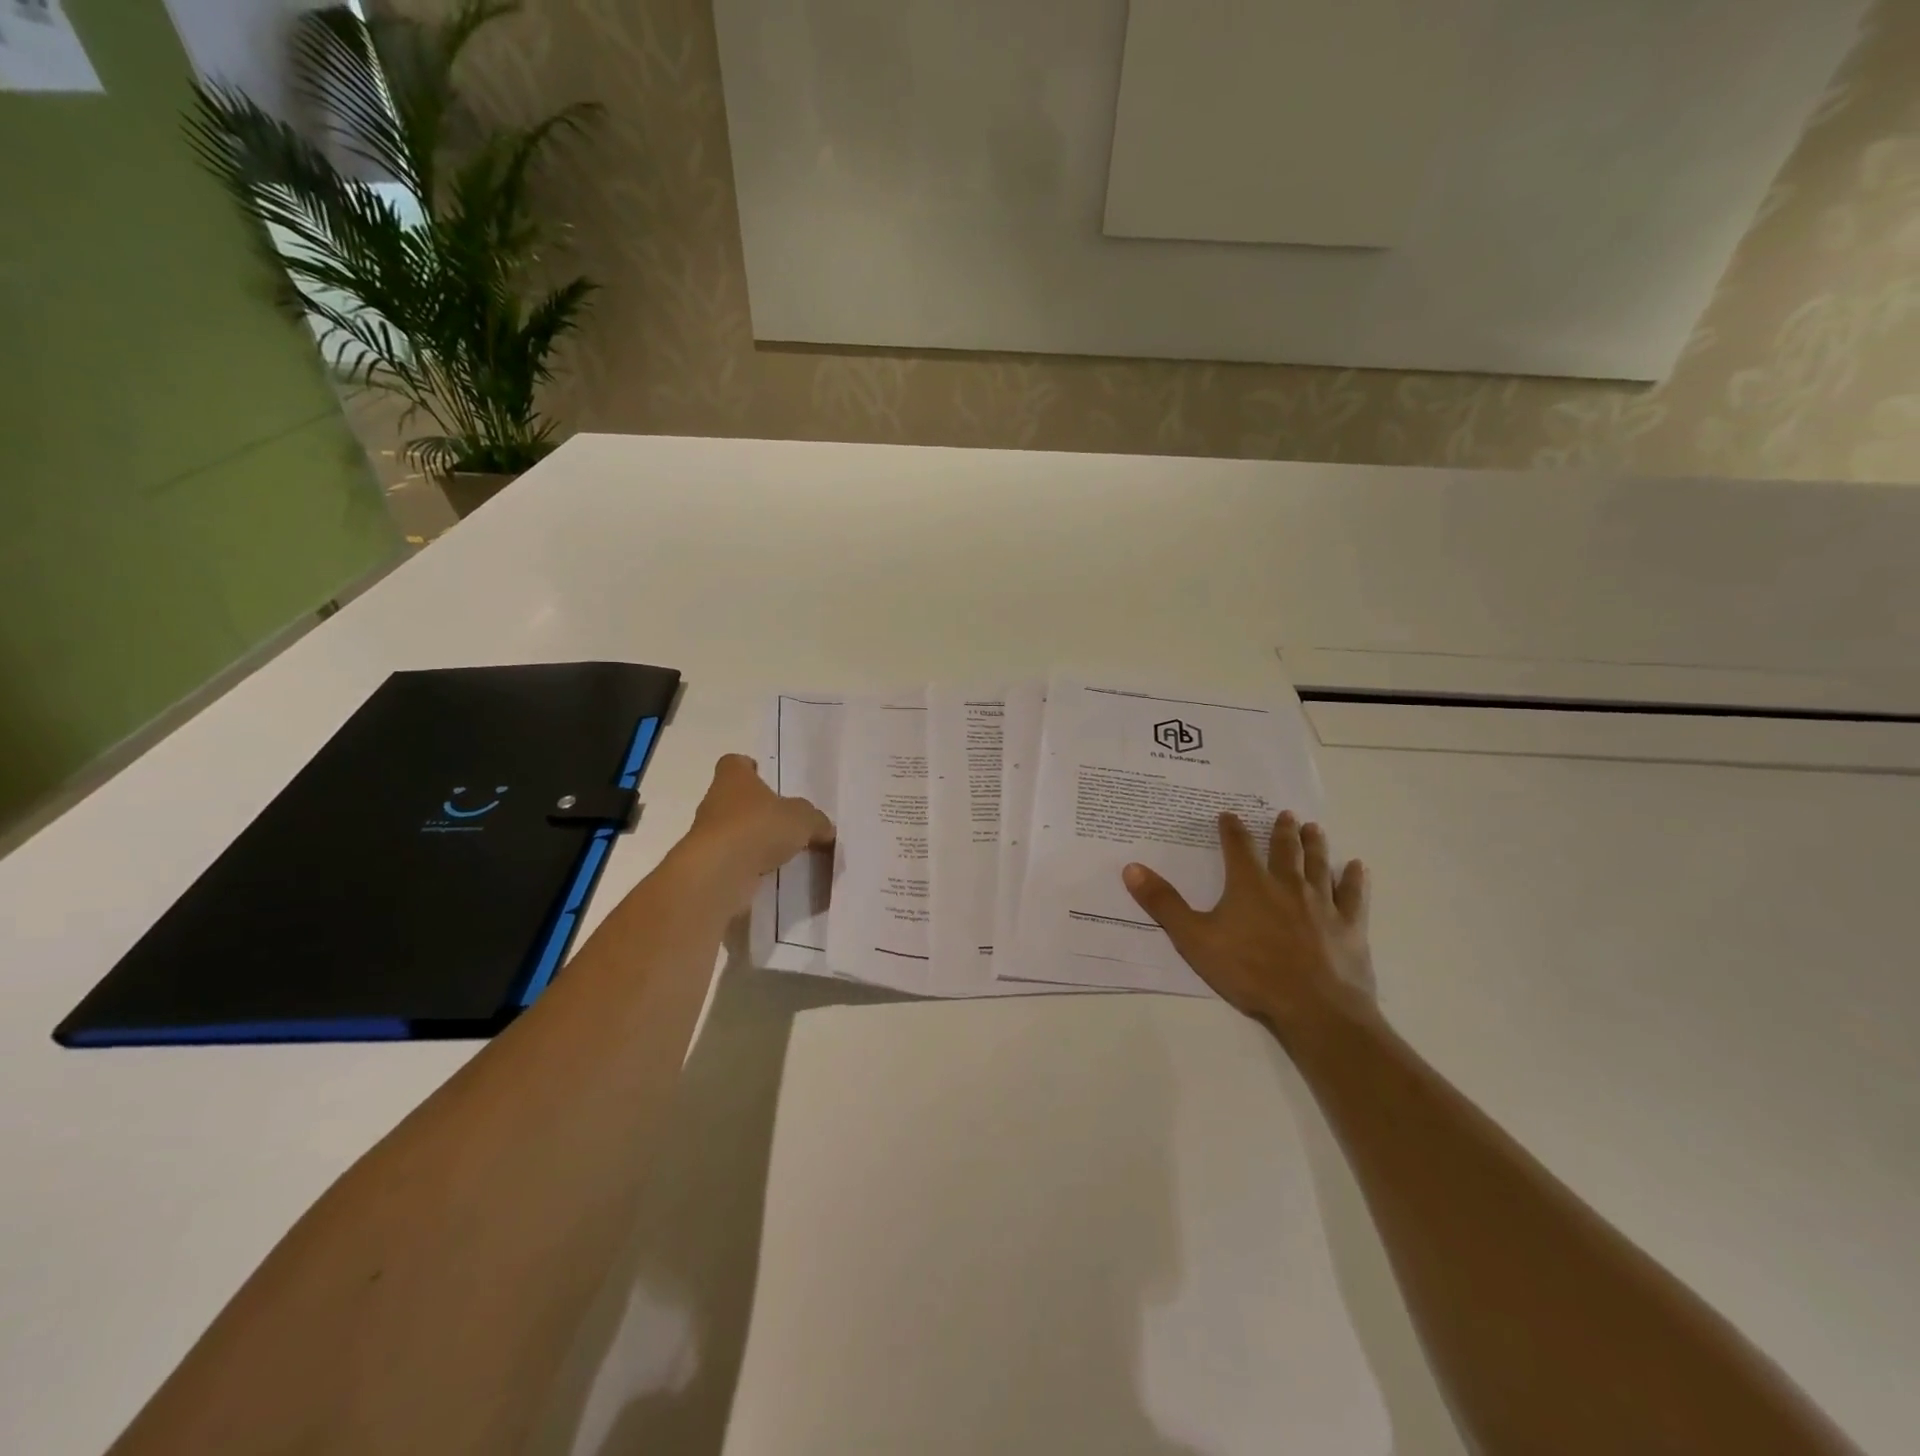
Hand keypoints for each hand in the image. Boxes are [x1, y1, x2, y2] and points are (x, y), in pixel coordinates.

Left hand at [684, 754, 834, 901]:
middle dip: (756, 808)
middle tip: (784, 820)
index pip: (734, 763)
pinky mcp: (707, 865)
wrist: (718, 873)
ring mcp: (707, 835)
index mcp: (734, 779)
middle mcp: (715, 802)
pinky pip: (731, 860)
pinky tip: (769, 873)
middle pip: (734, 798)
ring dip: (752, 839)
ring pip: (732, 830)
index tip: (764, 776)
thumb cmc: (758, 828)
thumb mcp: (803, 819)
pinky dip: (747, 865)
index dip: (748, 768)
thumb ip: (816, 821)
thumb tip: (825, 828)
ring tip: (781, 851)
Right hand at [1122, 811, 1376, 1039]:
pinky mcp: (1349, 926)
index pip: (1238, 847)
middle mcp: (1287, 885)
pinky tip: (1358, 867)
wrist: (1314, 1007)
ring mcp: (1322, 904)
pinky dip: (1355, 879)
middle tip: (1285, 815)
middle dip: (1281, 831)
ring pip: (1318, 865)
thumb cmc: (1249, 971)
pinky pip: (1353, 895)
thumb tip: (1131, 868)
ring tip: (1314, 828)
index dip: (1231, 829)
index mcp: (1249, 884)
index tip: (1229, 815)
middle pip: (1284, 850)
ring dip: (1315, 845)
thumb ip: (1163, 904)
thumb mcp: (1193, 939)